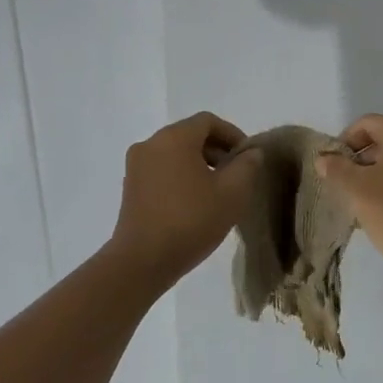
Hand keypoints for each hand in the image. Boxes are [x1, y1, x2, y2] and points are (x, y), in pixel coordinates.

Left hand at [107, 112, 261, 286]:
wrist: (142, 261)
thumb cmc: (191, 220)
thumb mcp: (232, 193)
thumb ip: (248, 166)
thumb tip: (251, 153)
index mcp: (174, 137)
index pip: (209, 121)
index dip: (233, 134)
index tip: (248, 158)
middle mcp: (150, 144)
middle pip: (190, 135)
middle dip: (217, 150)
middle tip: (237, 175)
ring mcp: (136, 166)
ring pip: (175, 154)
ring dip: (200, 165)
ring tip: (218, 192)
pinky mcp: (130, 187)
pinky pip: (162, 170)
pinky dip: (181, 177)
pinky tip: (195, 203)